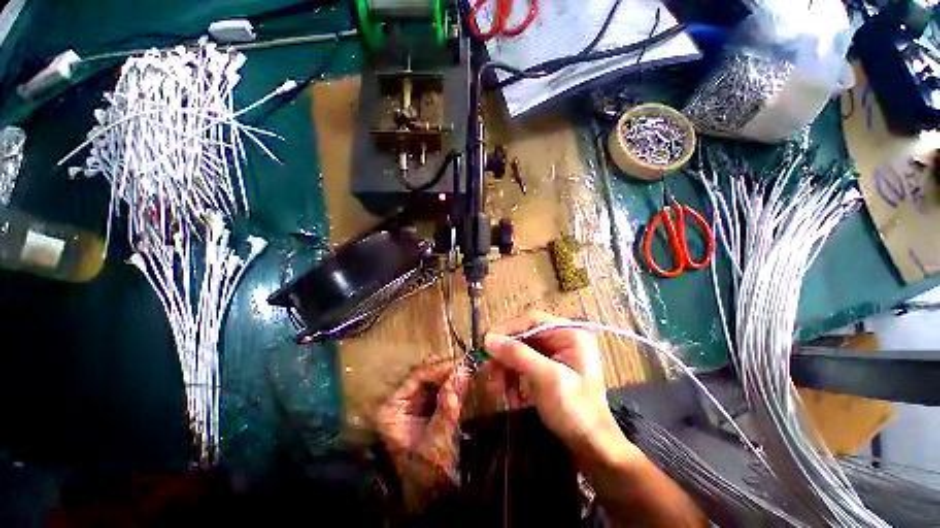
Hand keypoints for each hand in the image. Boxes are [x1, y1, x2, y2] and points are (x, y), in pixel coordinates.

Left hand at [377, 361, 471, 510]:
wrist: (431, 498)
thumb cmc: (429, 472)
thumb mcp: (439, 438)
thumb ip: (449, 404)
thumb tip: (463, 372)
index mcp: (392, 408)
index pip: (416, 377)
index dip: (438, 369)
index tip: (460, 365)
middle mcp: (399, 402)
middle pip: (424, 375)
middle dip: (445, 371)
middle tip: (467, 366)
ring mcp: (412, 404)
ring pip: (432, 380)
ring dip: (450, 375)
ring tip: (468, 370)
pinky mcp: (425, 408)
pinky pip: (438, 389)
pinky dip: (452, 385)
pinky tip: (464, 381)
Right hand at [484, 311, 635, 465]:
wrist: (592, 447)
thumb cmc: (575, 411)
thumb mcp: (547, 379)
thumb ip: (518, 355)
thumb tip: (488, 338)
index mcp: (569, 333)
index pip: (531, 320)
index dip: (507, 329)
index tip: (486, 343)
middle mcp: (561, 338)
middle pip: (523, 336)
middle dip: (504, 354)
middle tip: (486, 369)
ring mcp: (554, 353)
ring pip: (519, 350)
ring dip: (505, 368)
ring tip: (495, 388)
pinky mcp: (547, 368)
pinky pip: (522, 365)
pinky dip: (512, 377)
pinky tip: (508, 394)